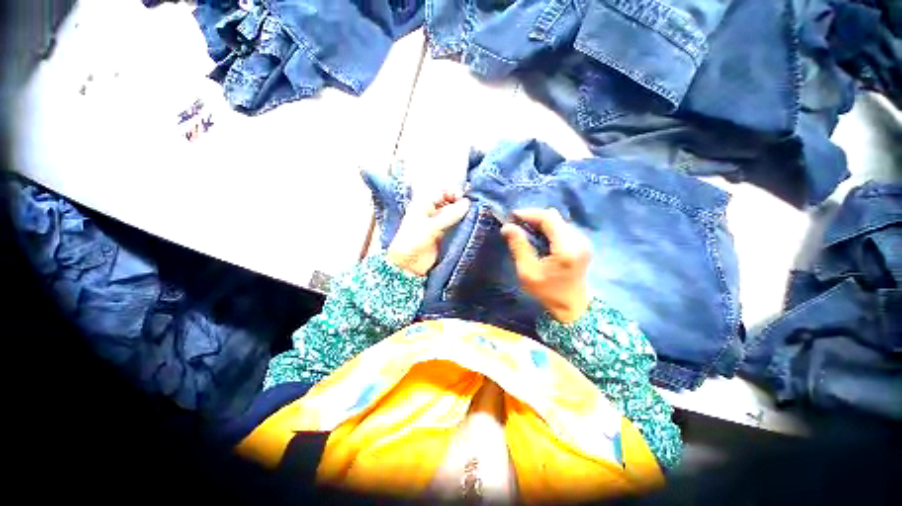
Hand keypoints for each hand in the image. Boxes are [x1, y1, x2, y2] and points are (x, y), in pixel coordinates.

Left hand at [387, 190, 469, 275]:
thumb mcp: (431, 226)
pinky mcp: (443, 234)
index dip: (452, 193)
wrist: (408, 263)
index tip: (463, 198)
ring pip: (453, 214)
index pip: (441, 192)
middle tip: (470, 209)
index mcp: (423, 204)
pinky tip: (468, 226)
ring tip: (471, 217)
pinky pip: (454, 226)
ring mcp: (437, 223)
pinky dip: (461, 225)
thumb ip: (450, 214)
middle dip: (459, 204)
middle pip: (449, 202)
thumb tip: (467, 203)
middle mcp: (431, 211)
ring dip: (461, 215)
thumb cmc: (414, 240)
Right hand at [501, 209, 591, 323]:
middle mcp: (578, 239)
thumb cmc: (548, 292)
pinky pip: (562, 228)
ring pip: (558, 221)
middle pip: (554, 217)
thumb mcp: (528, 272)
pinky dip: (547, 228)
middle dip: (533, 217)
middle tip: (515, 225)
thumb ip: (519, 247)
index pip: (548, 218)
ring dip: (540, 222)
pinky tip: (537, 237)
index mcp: (566, 247)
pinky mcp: (581, 244)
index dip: (529, 213)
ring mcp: (582, 241)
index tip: (511, 217)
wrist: (573, 307)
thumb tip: (507, 227)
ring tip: (524, 231)